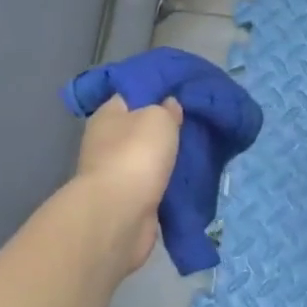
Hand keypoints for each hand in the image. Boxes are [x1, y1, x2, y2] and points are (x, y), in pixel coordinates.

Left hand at [73, 96, 182, 273]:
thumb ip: (167, 108)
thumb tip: (168, 106)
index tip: (182, 94)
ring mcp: (116, 173)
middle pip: (141, 128)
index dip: (156, 92)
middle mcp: (106, 142)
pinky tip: (189, 178)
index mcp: (107, 115)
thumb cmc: (136, 154)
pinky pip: (154, 184)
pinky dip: (168, 183)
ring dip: (168, 158)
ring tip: (199, 151)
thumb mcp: (158, 117)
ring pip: (149, 158)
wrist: (120, 214)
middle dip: (165, 128)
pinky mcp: (129, 200)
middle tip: (196, 123)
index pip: (132, 94)